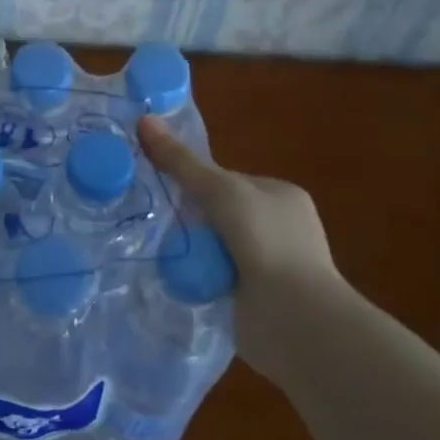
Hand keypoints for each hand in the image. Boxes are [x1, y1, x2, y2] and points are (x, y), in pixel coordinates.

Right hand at [138, 113, 340, 364]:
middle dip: (188, 219)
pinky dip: (195, 276)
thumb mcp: (220, 190)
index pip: (226, 180)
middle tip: (151, 219)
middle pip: (217, 214)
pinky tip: (171, 276)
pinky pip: (213, 277)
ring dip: (188, 249)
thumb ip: (181, 162)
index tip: (160, 187)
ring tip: (153, 248)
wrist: (295, 319)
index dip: (193, 181)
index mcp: (281, 195)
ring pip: (212, 246)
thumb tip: (143, 121)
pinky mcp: (254, 299)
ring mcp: (267, 265)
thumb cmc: (265, 241)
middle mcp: (278, 227)